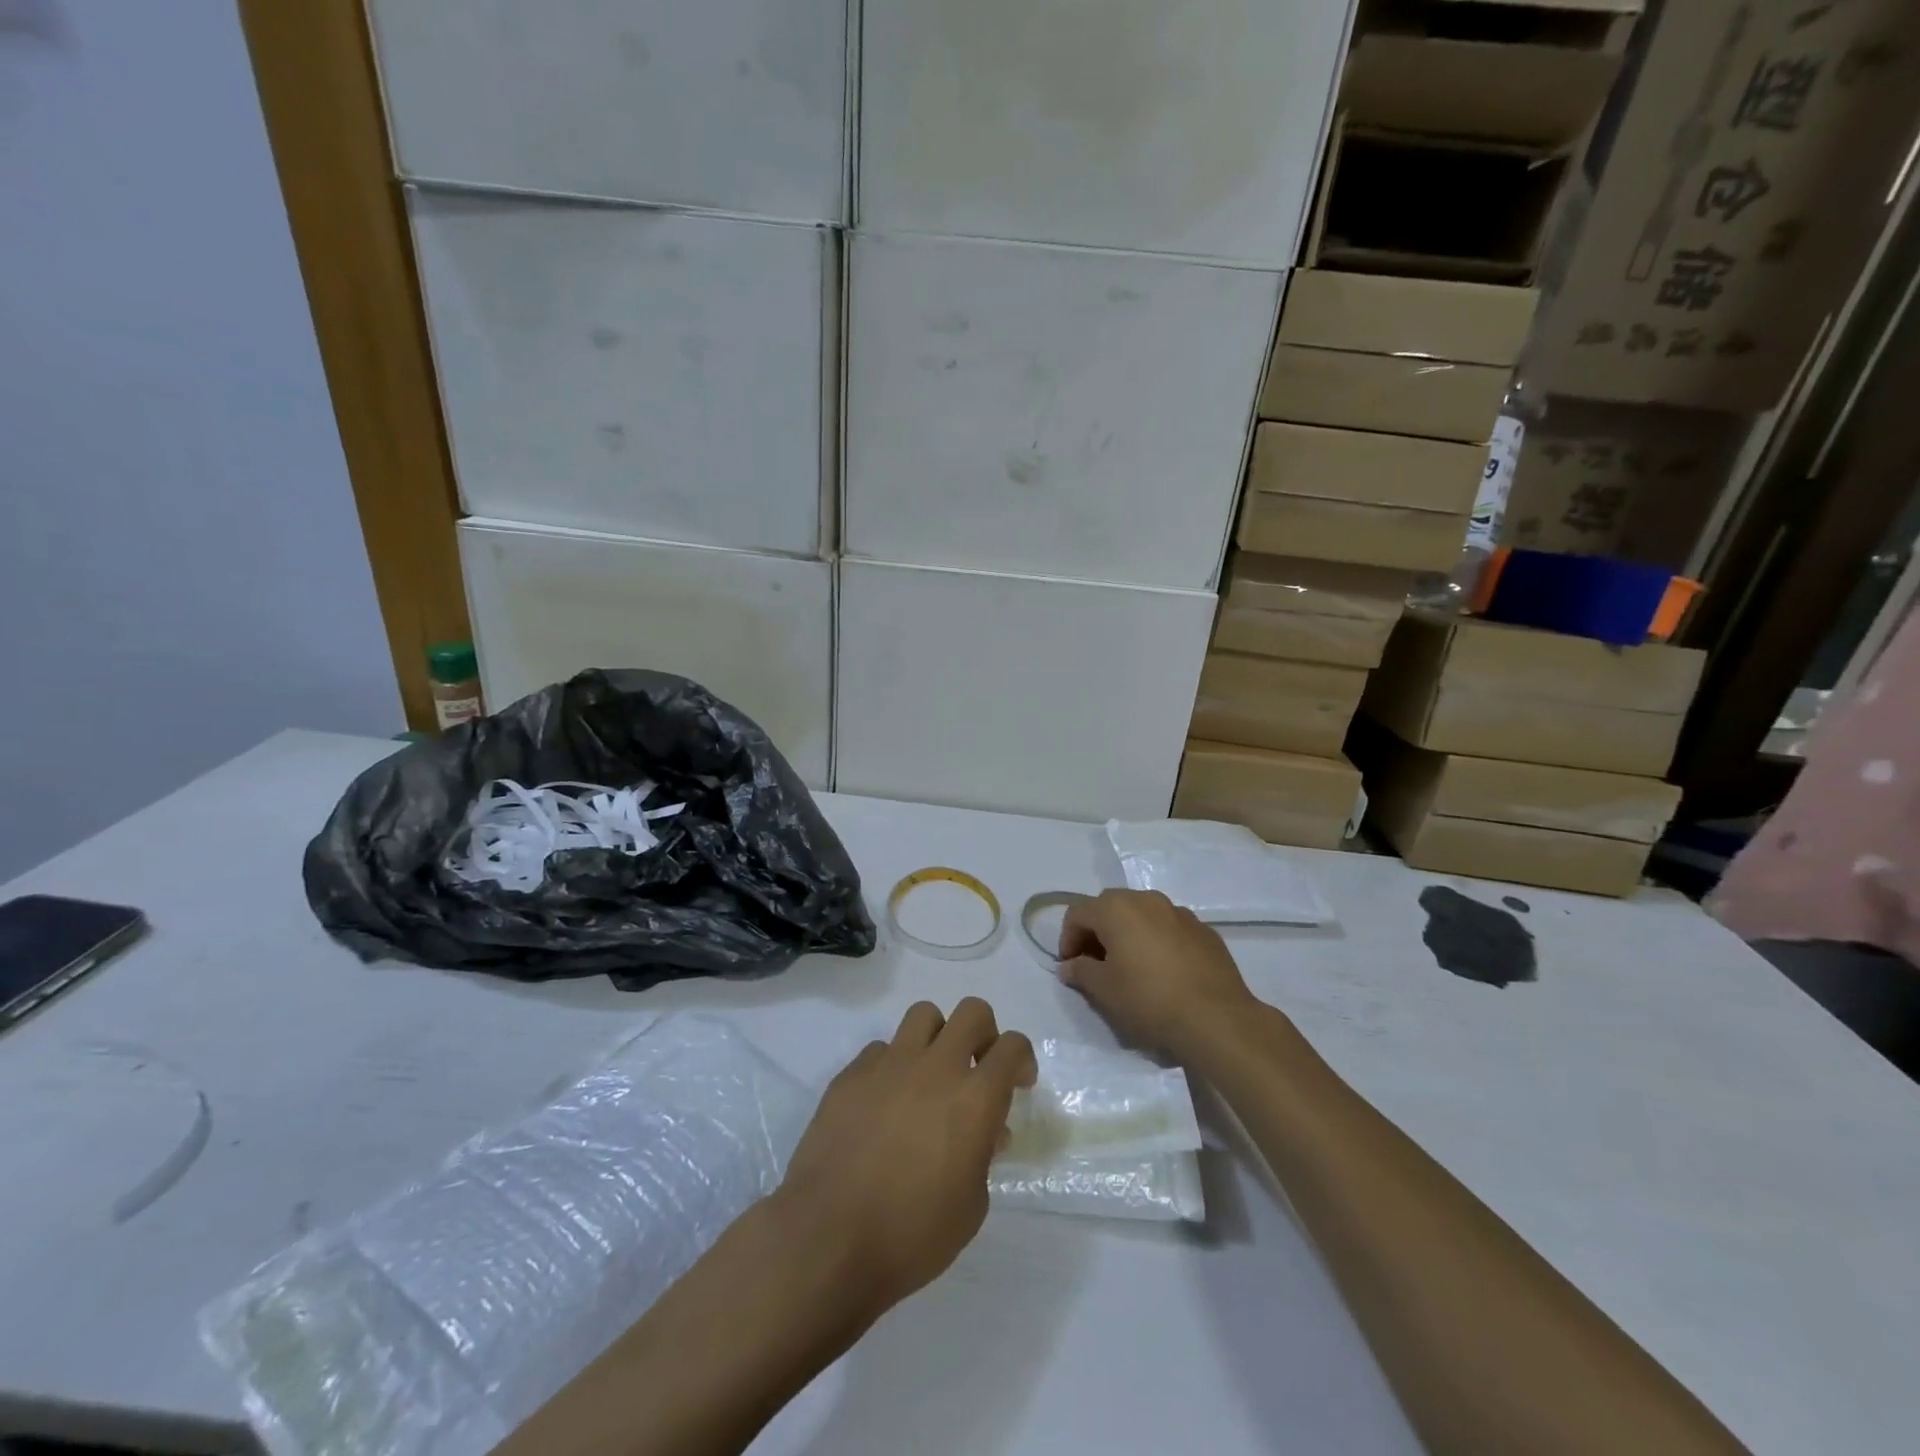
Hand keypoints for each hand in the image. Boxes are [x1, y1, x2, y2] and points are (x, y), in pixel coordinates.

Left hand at [773, 998, 1036, 1328]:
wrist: (828, 1237)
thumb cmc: (912, 1234)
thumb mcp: (971, 1206)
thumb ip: (982, 1156)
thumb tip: (983, 1133)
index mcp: (975, 1098)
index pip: (1012, 1047)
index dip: (1021, 1059)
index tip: (1017, 1084)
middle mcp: (936, 1067)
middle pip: (972, 1012)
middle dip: (984, 1032)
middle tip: (977, 1067)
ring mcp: (889, 1064)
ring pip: (924, 1015)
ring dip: (937, 1037)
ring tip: (929, 1075)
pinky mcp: (852, 1073)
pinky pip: (881, 1050)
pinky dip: (892, 1067)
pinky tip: (883, 1103)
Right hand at [1057, 889, 1259, 1053]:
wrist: (1216, 1018)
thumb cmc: (1149, 1000)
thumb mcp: (1104, 991)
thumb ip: (1080, 972)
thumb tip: (1069, 966)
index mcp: (1117, 908)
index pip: (1078, 912)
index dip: (1067, 939)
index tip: (1070, 967)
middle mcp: (1147, 900)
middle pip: (1110, 906)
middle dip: (1097, 931)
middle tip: (1096, 963)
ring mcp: (1179, 912)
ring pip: (1142, 914)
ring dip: (1128, 933)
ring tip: (1131, 967)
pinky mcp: (1204, 930)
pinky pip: (1169, 927)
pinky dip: (1157, 940)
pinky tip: (1163, 971)